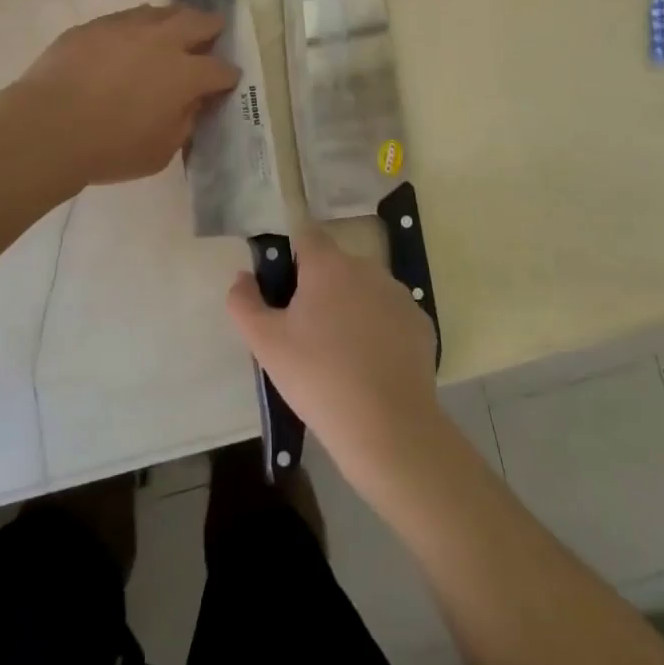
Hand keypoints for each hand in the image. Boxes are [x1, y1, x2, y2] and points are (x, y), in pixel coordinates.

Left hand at [16, 4, 238, 188]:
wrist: (47, 127)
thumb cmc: (110, 148)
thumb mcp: (161, 151)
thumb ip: (183, 123)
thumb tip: (190, 104)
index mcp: (185, 74)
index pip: (220, 69)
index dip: (228, 76)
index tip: (228, 80)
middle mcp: (162, 41)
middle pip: (198, 22)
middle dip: (211, 27)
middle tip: (213, 31)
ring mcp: (126, 28)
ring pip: (161, 12)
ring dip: (174, 19)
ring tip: (174, 27)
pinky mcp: (94, 26)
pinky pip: (125, 18)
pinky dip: (137, 25)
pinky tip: (130, 36)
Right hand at [227, 229, 439, 491]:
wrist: (388, 428)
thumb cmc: (318, 378)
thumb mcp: (266, 344)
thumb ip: (244, 302)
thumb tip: (243, 277)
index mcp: (328, 265)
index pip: (306, 236)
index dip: (291, 259)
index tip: (284, 293)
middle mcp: (367, 268)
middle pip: (335, 266)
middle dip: (319, 289)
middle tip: (306, 333)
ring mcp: (398, 295)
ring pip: (364, 290)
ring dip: (350, 308)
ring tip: (339, 355)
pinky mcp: (420, 323)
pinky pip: (389, 316)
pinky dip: (378, 331)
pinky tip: (370, 366)